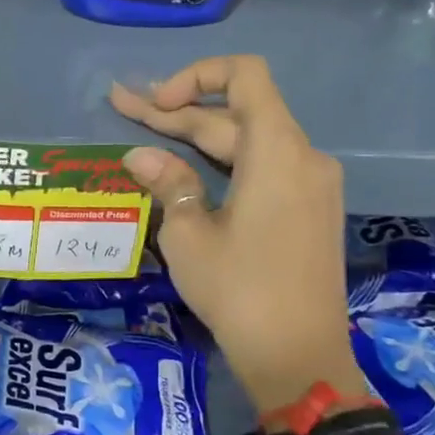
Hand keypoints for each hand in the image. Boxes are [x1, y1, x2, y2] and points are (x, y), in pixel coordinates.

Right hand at [111, 56, 352, 415]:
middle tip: (123, 107)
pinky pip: (264, 167)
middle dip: (178, 112)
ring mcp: (311, 185)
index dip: (196, 76)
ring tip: (146, 130)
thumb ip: (168, 183)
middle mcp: (303, 156)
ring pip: (249, 142)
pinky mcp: (309, 210)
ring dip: (198, 136)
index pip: (245, 76)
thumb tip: (140, 155)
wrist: (299, 358)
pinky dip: (224, 161)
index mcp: (278, 151)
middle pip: (236, 114)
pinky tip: (187, 167)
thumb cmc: (239, 292)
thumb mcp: (189, 236)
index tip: (157, 104)